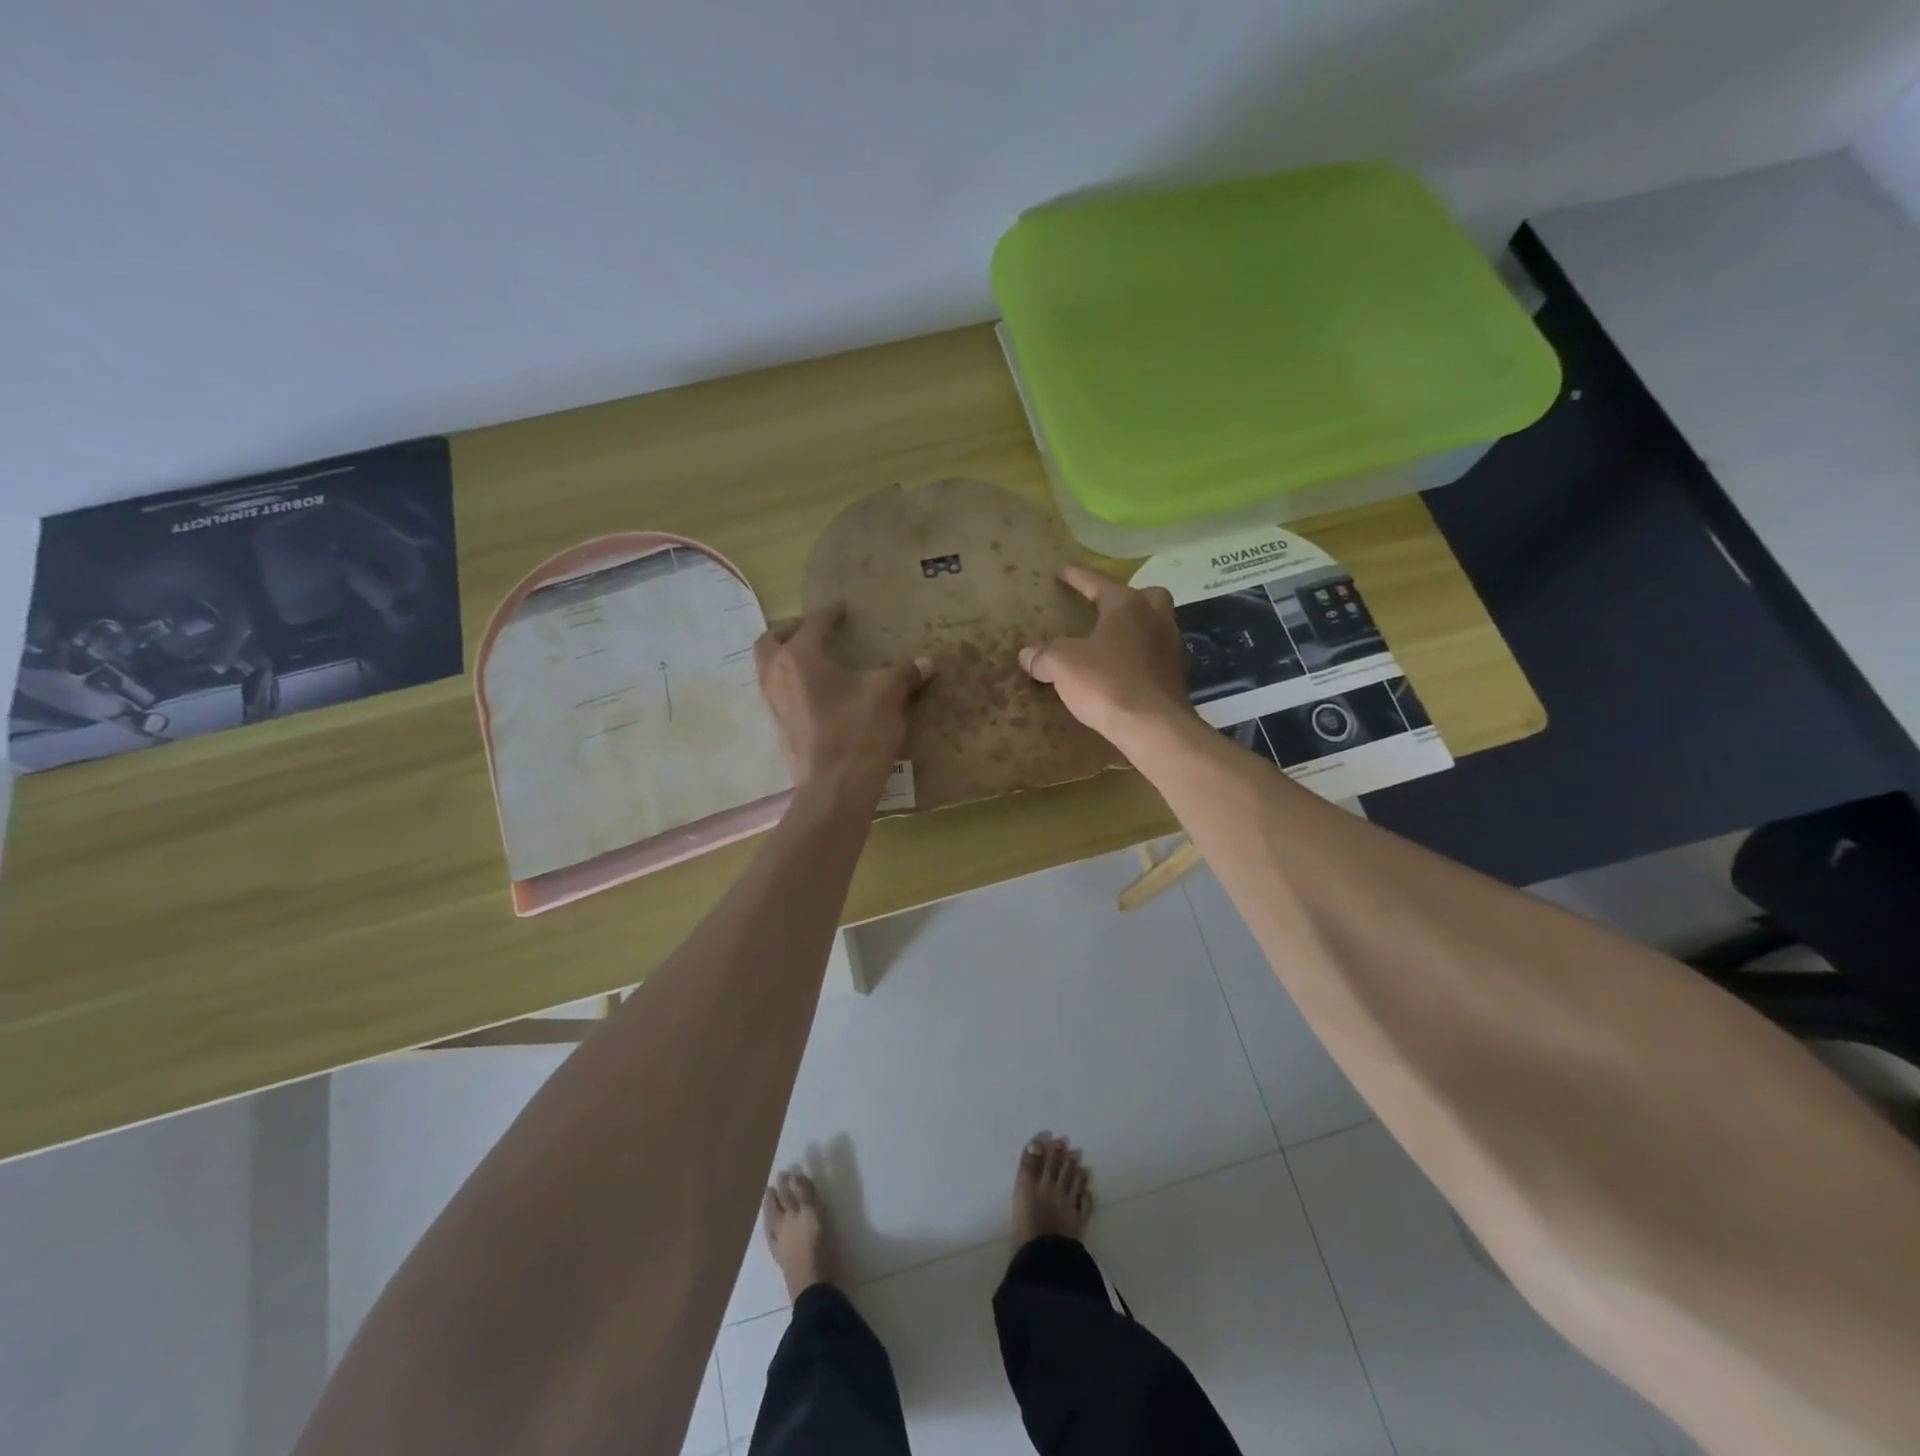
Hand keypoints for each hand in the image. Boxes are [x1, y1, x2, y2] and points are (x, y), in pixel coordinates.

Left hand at [754, 603, 931, 801]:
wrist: (835, 789)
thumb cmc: (858, 733)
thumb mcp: (887, 695)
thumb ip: (904, 673)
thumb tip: (926, 663)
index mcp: (800, 657)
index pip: (814, 624)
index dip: (830, 613)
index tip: (842, 609)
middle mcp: (777, 674)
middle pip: (771, 640)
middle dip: (790, 629)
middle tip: (813, 629)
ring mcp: (773, 704)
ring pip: (768, 667)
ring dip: (785, 656)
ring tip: (814, 659)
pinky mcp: (779, 728)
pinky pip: (778, 692)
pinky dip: (791, 682)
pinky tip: (818, 692)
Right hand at [1018, 566, 1194, 751]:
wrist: (1154, 727)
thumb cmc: (1108, 684)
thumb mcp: (1063, 665)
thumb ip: (1044, 655)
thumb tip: (1027, 655)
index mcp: (1127, 605)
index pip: (1097, 582)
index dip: (1076, 576)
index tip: (1061, 571)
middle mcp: (1155, 618)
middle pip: (1144, 595)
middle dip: (1124, 598)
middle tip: (1103, 609)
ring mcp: (1170, 646)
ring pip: (1153, 624)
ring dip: (1134, 627)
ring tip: (1108, 642)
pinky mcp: (1176, 675)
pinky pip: (1154, 654)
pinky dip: (1138, 655)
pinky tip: (1120, 670)